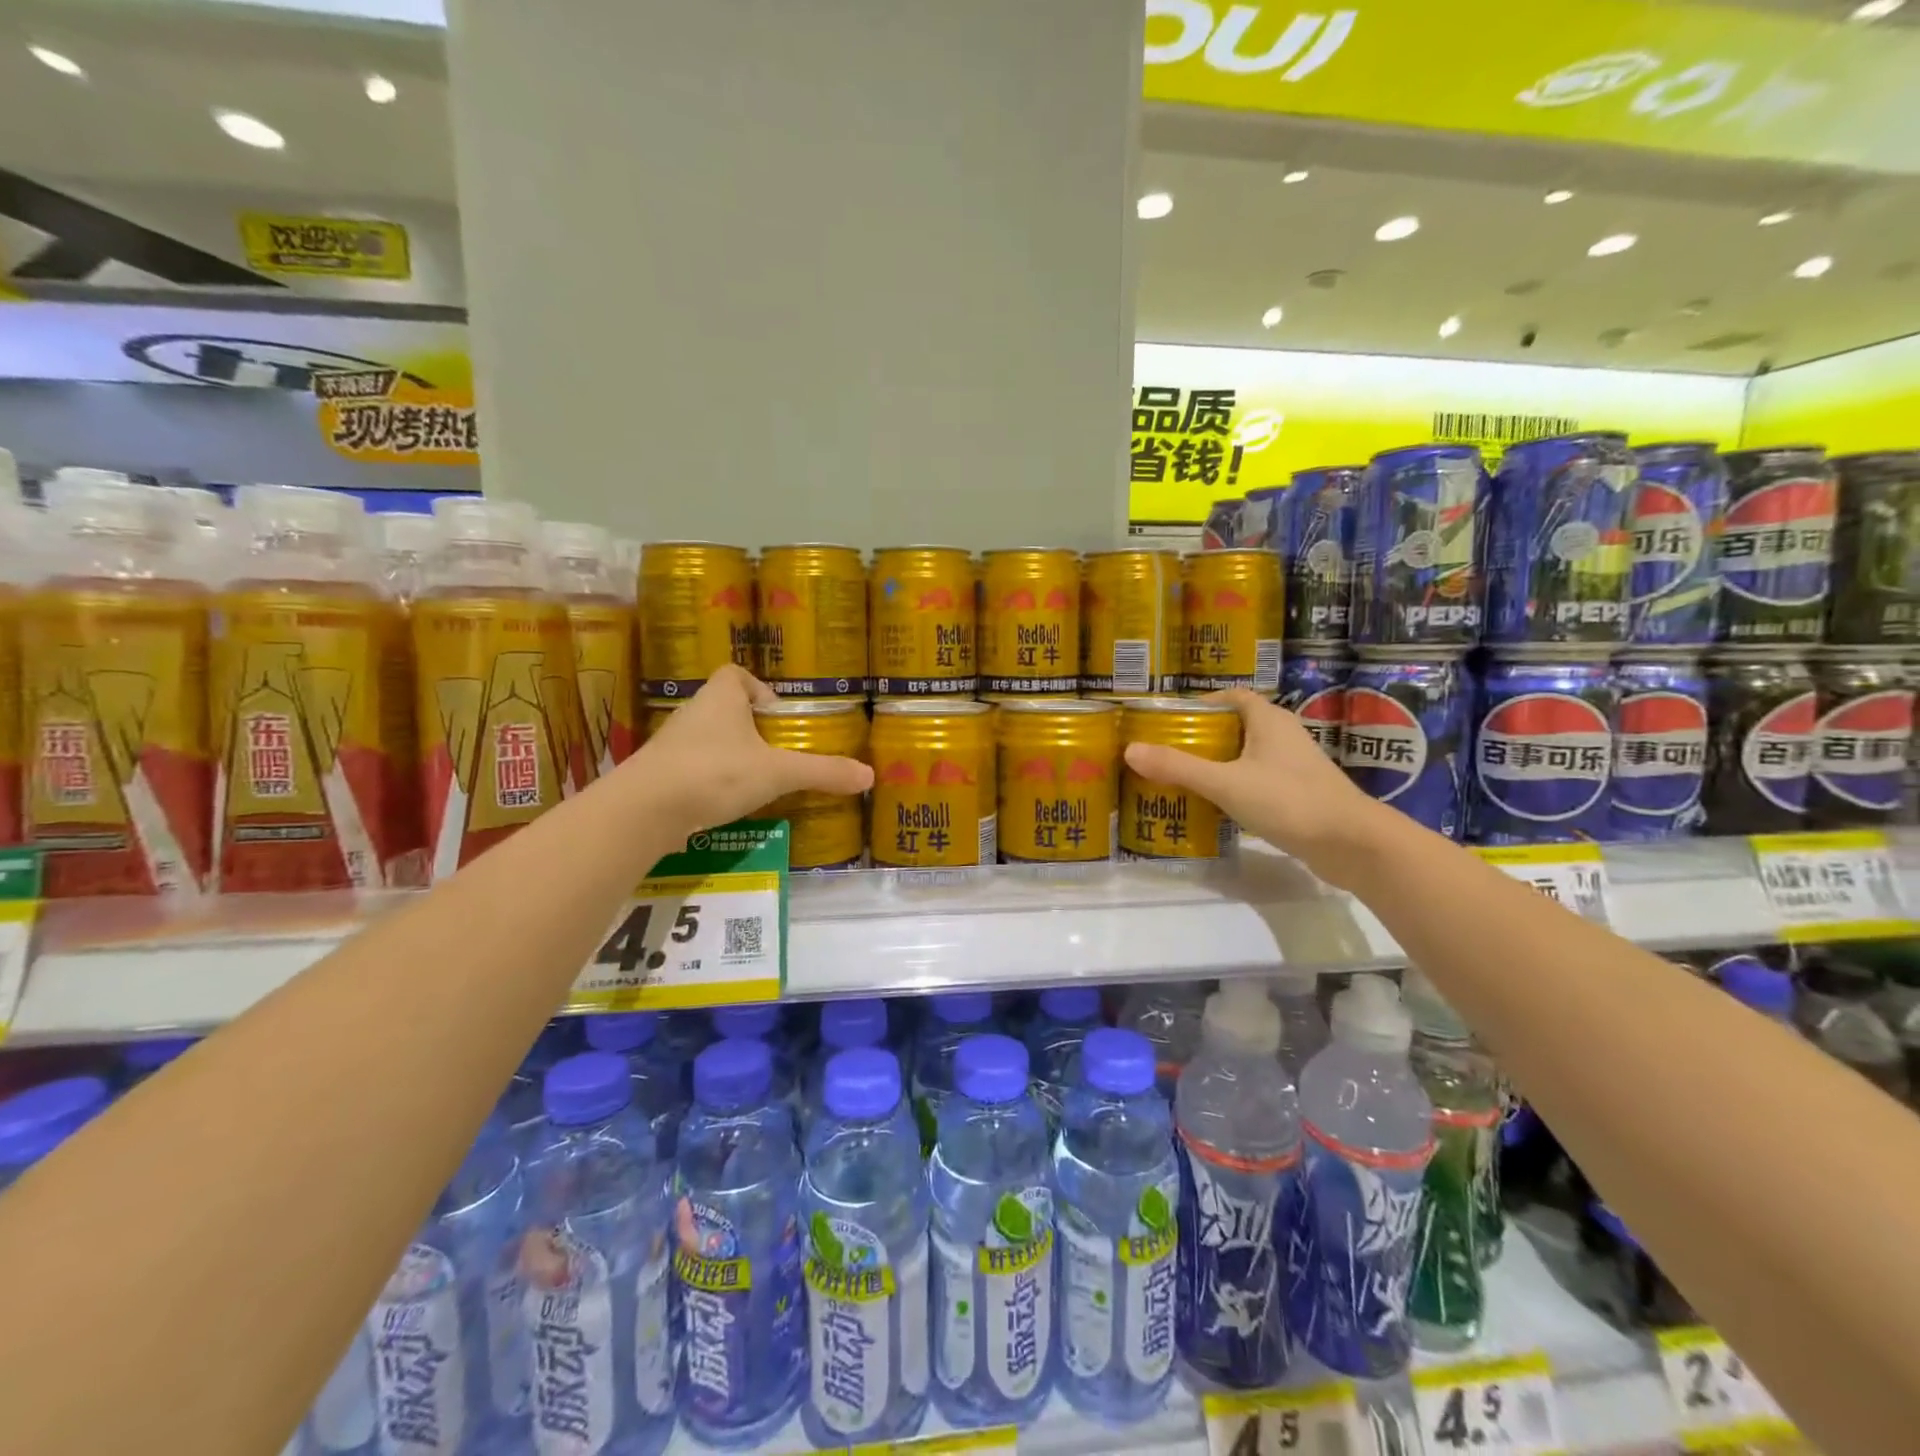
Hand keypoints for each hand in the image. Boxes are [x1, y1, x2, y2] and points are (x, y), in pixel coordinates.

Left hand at [622, 666, 872, 836]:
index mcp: (721, 697)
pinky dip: (708, 780)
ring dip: (728, 754)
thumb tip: (869, 775)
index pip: (735, 675)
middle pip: (723, 708)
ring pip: (706, 739)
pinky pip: (689, 768)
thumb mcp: (778, 773)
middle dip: (748, 727)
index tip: (776, 715)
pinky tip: (723, 803)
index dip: (757, 688)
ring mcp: (671, 744)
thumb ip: (822, 772)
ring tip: (753, 780)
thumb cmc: (716, 773)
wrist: (645, 809)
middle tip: (774, 752)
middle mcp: (693, 712)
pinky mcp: (658, 774)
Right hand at [1121, 689, 1399, 888]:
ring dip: (1219, 763)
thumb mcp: (1225, 783)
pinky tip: (1216, 806)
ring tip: (1183, 778)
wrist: (1352, 844)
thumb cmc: (1288, 801)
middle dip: (1203, 736)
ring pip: (1248, 755)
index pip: (1232, 697)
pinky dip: (1236, 786)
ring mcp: (1295, 766)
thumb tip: (1130, 750)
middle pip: (1237, 726)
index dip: (1202, 703)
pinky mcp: (1300, 794)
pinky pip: (1259, 780)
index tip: (1171, 720)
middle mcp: (1283, 736)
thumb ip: (1178, 767)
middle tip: (1168, 752)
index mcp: (1268, 720)